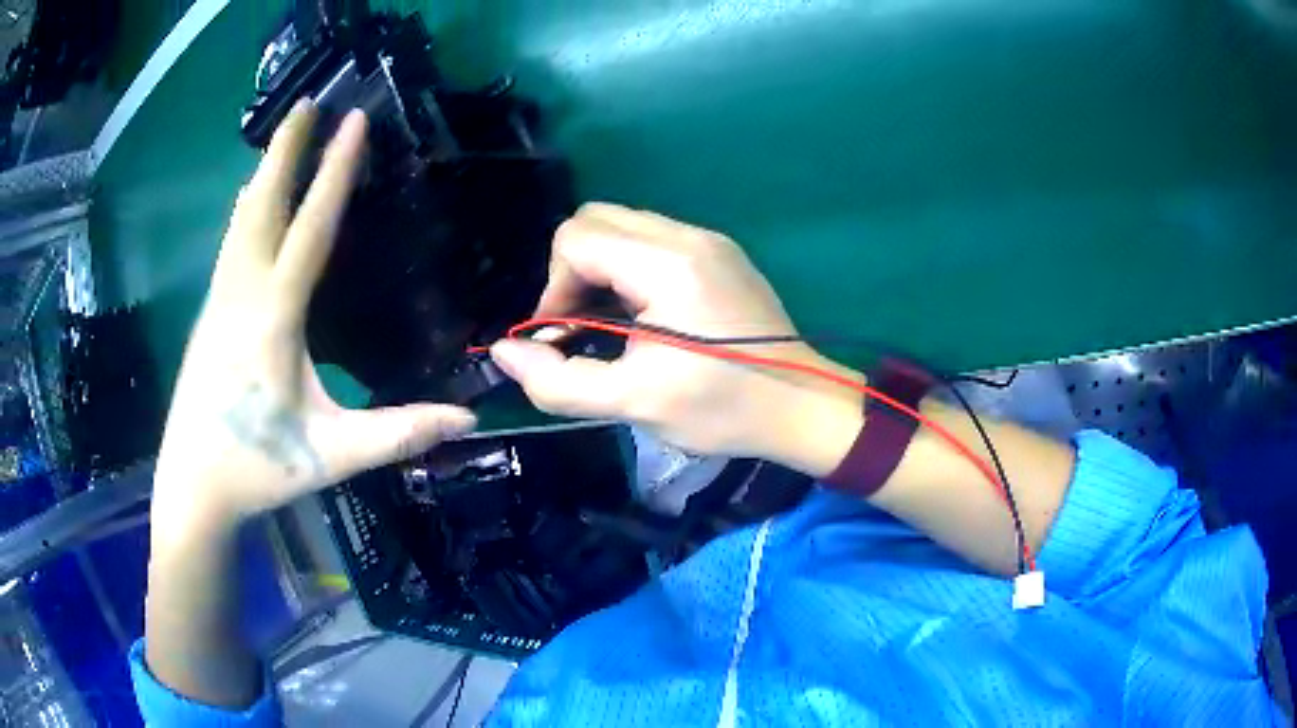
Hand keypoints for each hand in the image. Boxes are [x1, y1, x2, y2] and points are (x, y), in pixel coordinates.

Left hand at [151, 102, 476, 538]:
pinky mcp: (209, 315)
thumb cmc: (259, 468)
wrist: (192, 487)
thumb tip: (468, 418)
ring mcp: (219, 302)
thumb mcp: (333, 455)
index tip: (352, 122)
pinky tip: (250, 201)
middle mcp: (241, 295)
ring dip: (265, 173)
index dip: (335, 172)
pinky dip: (247, 208)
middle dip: (287, 149)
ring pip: (241, 221)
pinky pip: (232, 244)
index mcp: (274, 319)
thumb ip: (398, 433)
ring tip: (282, 136)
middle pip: (263, 205)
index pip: (310, 229)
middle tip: (307, 104)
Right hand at [490, 203, 862, 475]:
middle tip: (582, 328)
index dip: (554, 287)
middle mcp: (689, 236)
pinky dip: (628, 270)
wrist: (803, 407)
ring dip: (599, 270)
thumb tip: (505, 352)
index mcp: (670, 265)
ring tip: (610, 326)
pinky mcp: (719, 253)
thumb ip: (559, 381)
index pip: (577, 238)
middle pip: (596, 219)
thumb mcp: (634, 404)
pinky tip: (642, 316)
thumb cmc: (724, 409)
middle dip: (572, 272)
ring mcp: (708, 241)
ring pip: (623, 226)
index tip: (564, 338)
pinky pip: (652, 241)